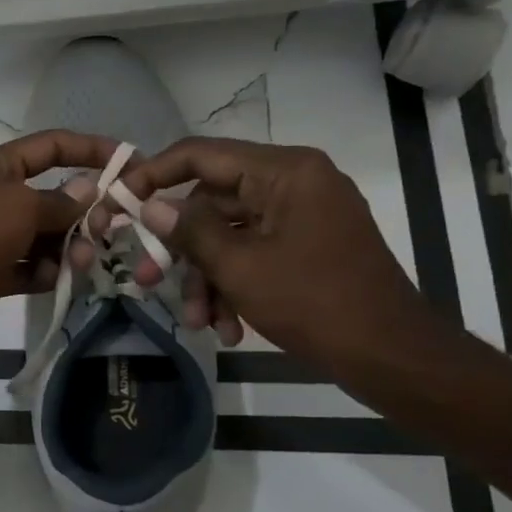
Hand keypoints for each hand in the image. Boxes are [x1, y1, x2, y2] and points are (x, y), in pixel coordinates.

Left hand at [0, 131, 116, 345]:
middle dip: (83, 212)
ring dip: (68, 247)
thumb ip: (60, 201)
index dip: (91, 149)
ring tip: (80, 261)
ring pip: (45, 237)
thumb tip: (88, 190)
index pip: (51, 147)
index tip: (131, 160)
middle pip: (52, 198)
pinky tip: (54, 279)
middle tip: (106, 229)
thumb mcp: (20, 206)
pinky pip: (30, 269)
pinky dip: (45, 273)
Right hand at [115, 138, 436, 371]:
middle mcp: (293, 183)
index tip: (119, 200)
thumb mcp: (239, 266)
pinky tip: (228, 327)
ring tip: (197, 322)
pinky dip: (234, 286)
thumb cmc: (314, 302)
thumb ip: (189, 229)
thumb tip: (150, 205)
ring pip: (228, 235)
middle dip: (181, 250)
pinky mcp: (306, 245)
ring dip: (206, 279)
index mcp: (284, 172)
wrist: (392, 357)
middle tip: (146, 279)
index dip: (153, 174)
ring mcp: (302, 215)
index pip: (201, 154)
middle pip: (211, 203)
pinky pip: (254, 253)